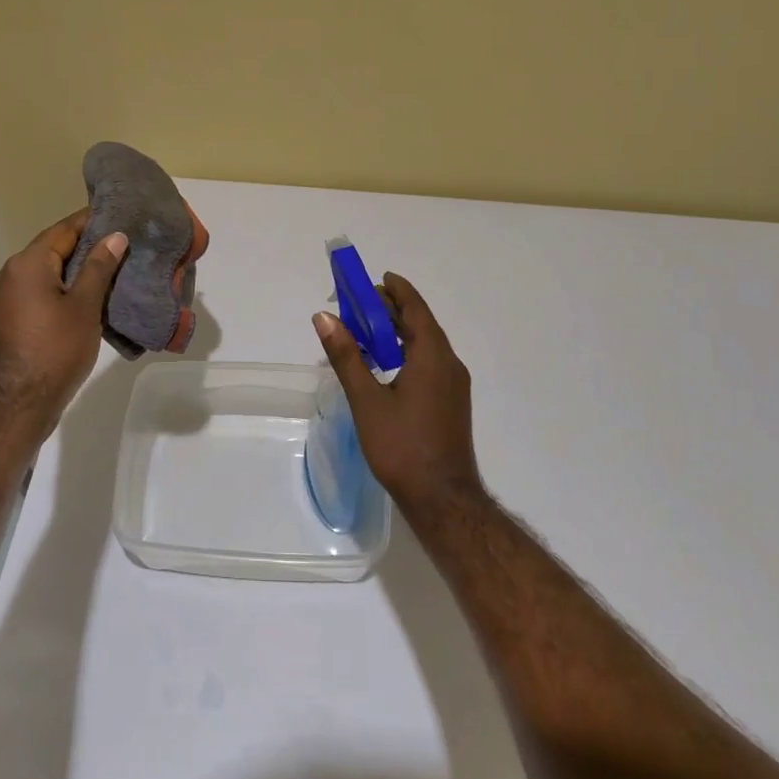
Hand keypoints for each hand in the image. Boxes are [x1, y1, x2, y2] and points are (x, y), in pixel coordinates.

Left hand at [0, 209, 127, 423]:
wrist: (18, 403)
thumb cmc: (55, 349)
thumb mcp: (85, 306)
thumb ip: (99, 267)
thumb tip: (115, 236)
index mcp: (28, 263)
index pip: (64, 229)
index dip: (92, 221)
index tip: (120, 215)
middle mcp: (12, 273)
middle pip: (54, 248)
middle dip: (87, 245)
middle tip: (124, 243)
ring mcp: (8, 297)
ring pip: (48, 271)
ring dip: (77, 269)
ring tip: (114, 268)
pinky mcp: (11, 318)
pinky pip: (41, 291)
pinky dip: (64, 288)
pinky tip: (91, 296)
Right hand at [314, 273, 482, 516]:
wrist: (442, 500)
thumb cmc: (402, 446)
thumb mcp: (366, 399)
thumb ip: (346, 356)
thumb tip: (324, 317)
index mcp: (433, 356)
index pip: (415, 308)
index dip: (396, 290)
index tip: (376, 278)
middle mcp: (449, 364)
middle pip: (420, 324)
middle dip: (391, 310)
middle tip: (358, 305)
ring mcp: (453, 386)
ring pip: (425, 345)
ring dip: (397, 332)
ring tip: (365, 332)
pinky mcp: (450, 403)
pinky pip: (428, 363)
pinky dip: (405, 352)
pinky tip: (384, 365)